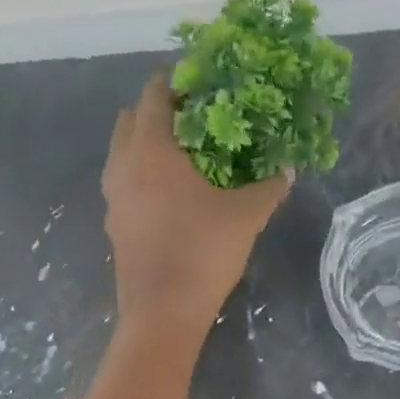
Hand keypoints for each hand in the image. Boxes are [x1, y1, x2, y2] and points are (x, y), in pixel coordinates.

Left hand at [101, 72, 291, 343]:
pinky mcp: (113, 226)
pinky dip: (140, 180)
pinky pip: (123, 186)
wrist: (163, 314)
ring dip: (145, 148)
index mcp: (151, 149)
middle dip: (157, 114)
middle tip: (193, 125)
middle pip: (131, 119)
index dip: (178, 84)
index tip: (203, 89)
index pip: (155, 94)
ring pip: (122, 155)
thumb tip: (287, 170)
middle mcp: (122, 165)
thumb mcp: (245, 218)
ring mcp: (112, 198)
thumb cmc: (202, 254)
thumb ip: (268, 189)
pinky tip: (169, 200)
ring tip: (182, 162)